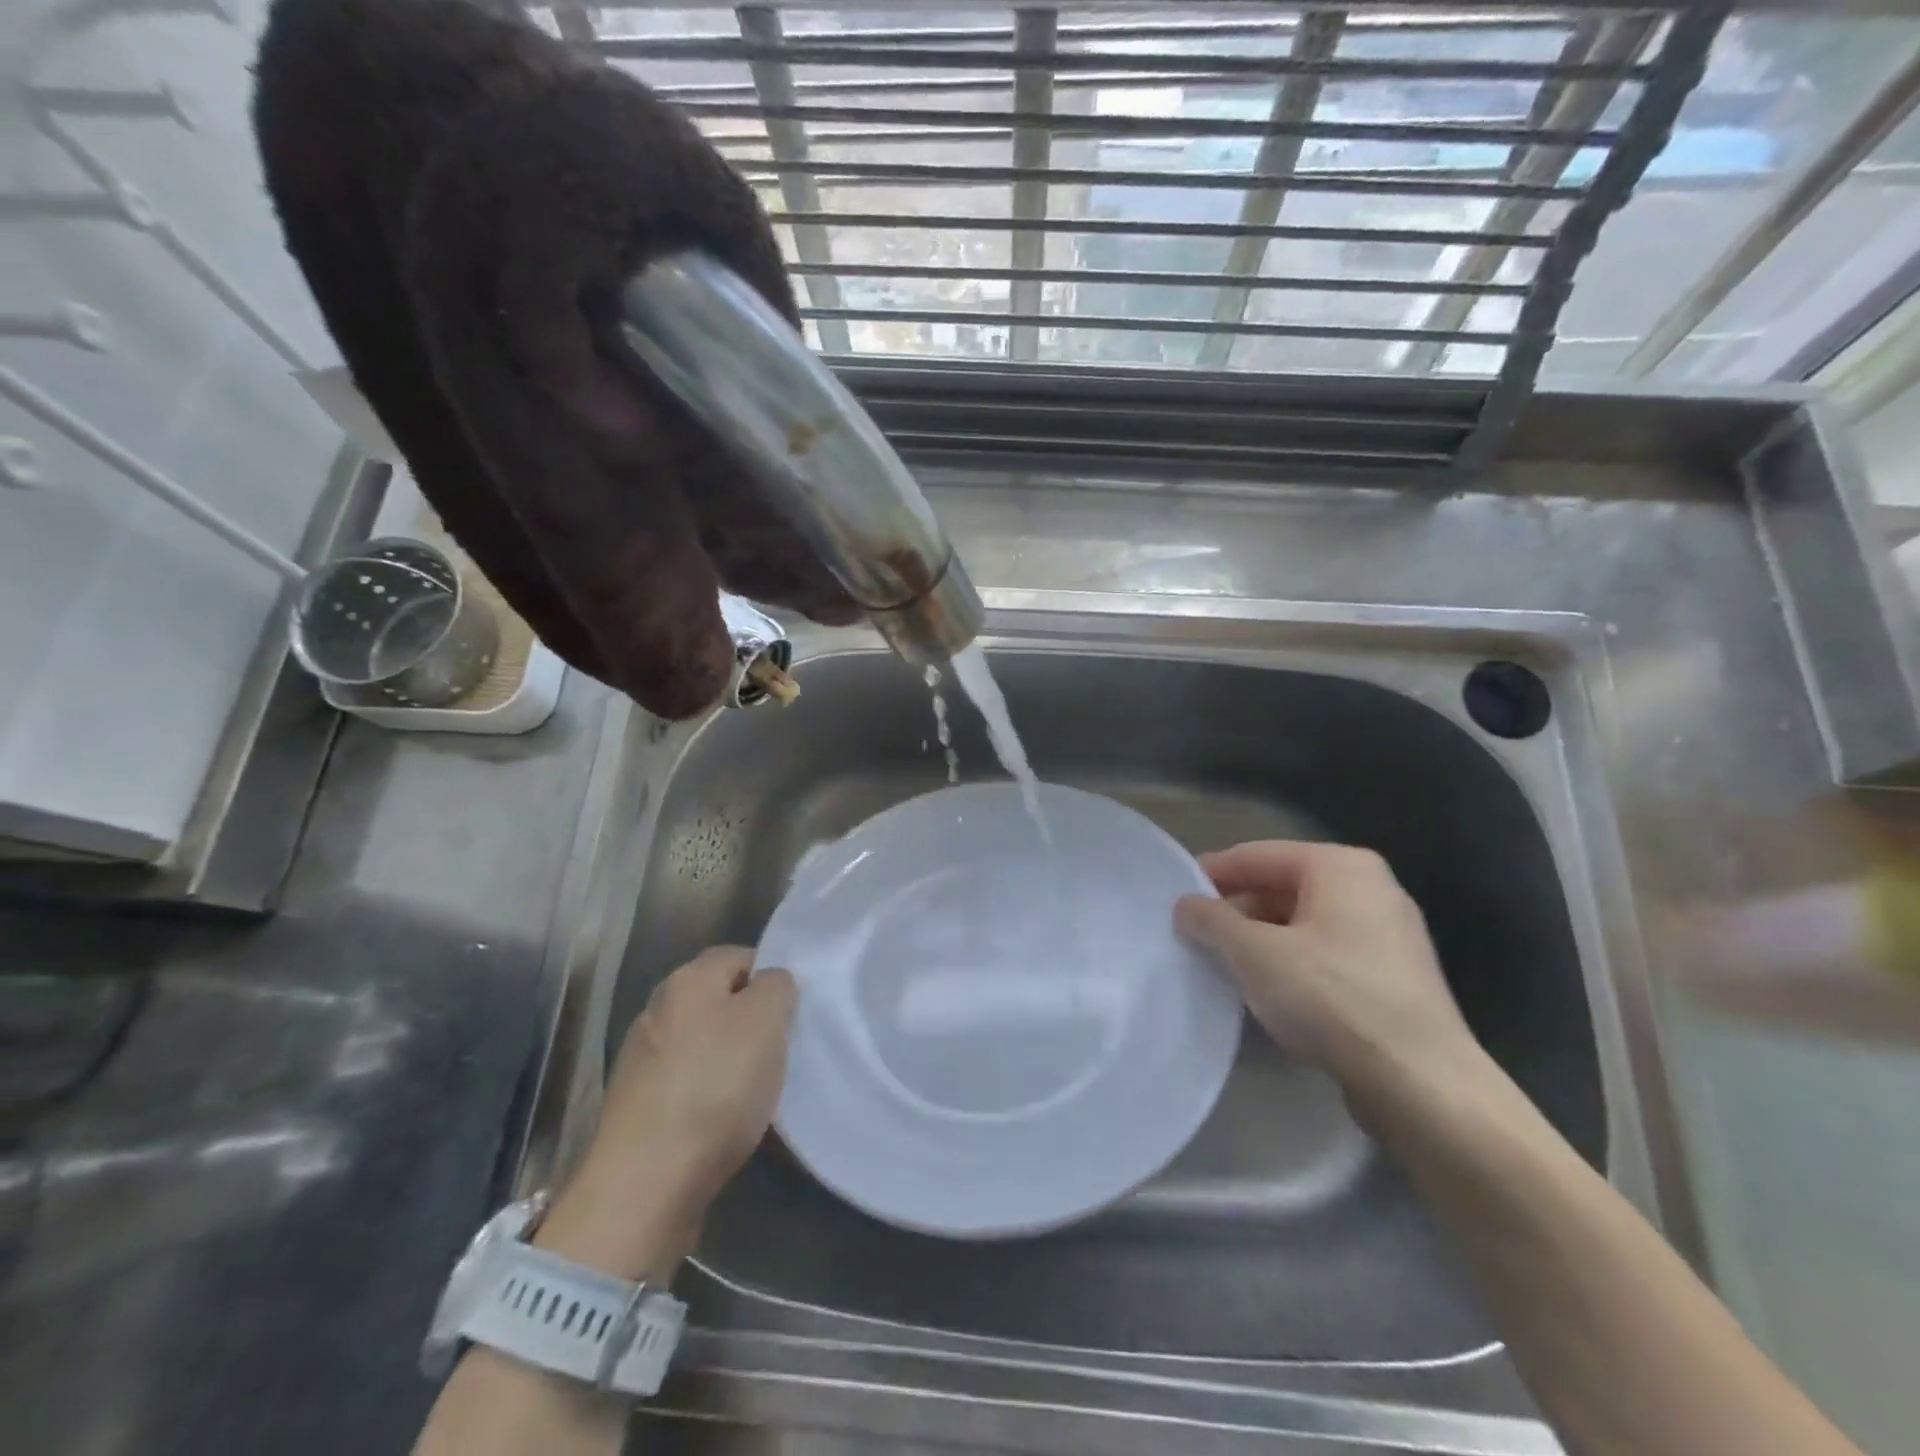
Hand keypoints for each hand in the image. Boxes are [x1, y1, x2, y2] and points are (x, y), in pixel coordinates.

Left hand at [536, 947, 795, 1279]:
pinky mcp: (636, 1107)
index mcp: (687, 980)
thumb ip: (777, 987)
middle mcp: (657, 1010)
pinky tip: (727, 1121)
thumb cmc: (716, 1087)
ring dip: (730, 1060)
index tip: (793, 1012)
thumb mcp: (767, 1020)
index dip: (771, 977)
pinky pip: (687, 1084)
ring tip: (759, 1090)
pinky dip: (709, 1095)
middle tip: (781, 1048)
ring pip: (703, 1044)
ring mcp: (641, 1060)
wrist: (645, 1184)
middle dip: (751, 1020)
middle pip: (718, 1000)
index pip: (739, 956)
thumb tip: (770, 984)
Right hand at [1175, 841, 1485, 1117]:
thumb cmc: (1333, 999)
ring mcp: (1387, 935)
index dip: (1210, 873)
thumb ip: (1212, 921)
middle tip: (1192, 935)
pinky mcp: (1392, 979)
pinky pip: (1324, 955)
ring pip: (1301, 924)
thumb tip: (1185, 905)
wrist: (1422, 1086)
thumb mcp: (1255, 954)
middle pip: (1281, 887)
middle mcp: (1370, 889)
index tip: (1173, 896)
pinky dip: (1289, 964)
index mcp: (1341, 866)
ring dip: (1258, 941)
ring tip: (1219, 965)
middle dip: (1235, 911)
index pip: (1257, 855)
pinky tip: (1263, 993)